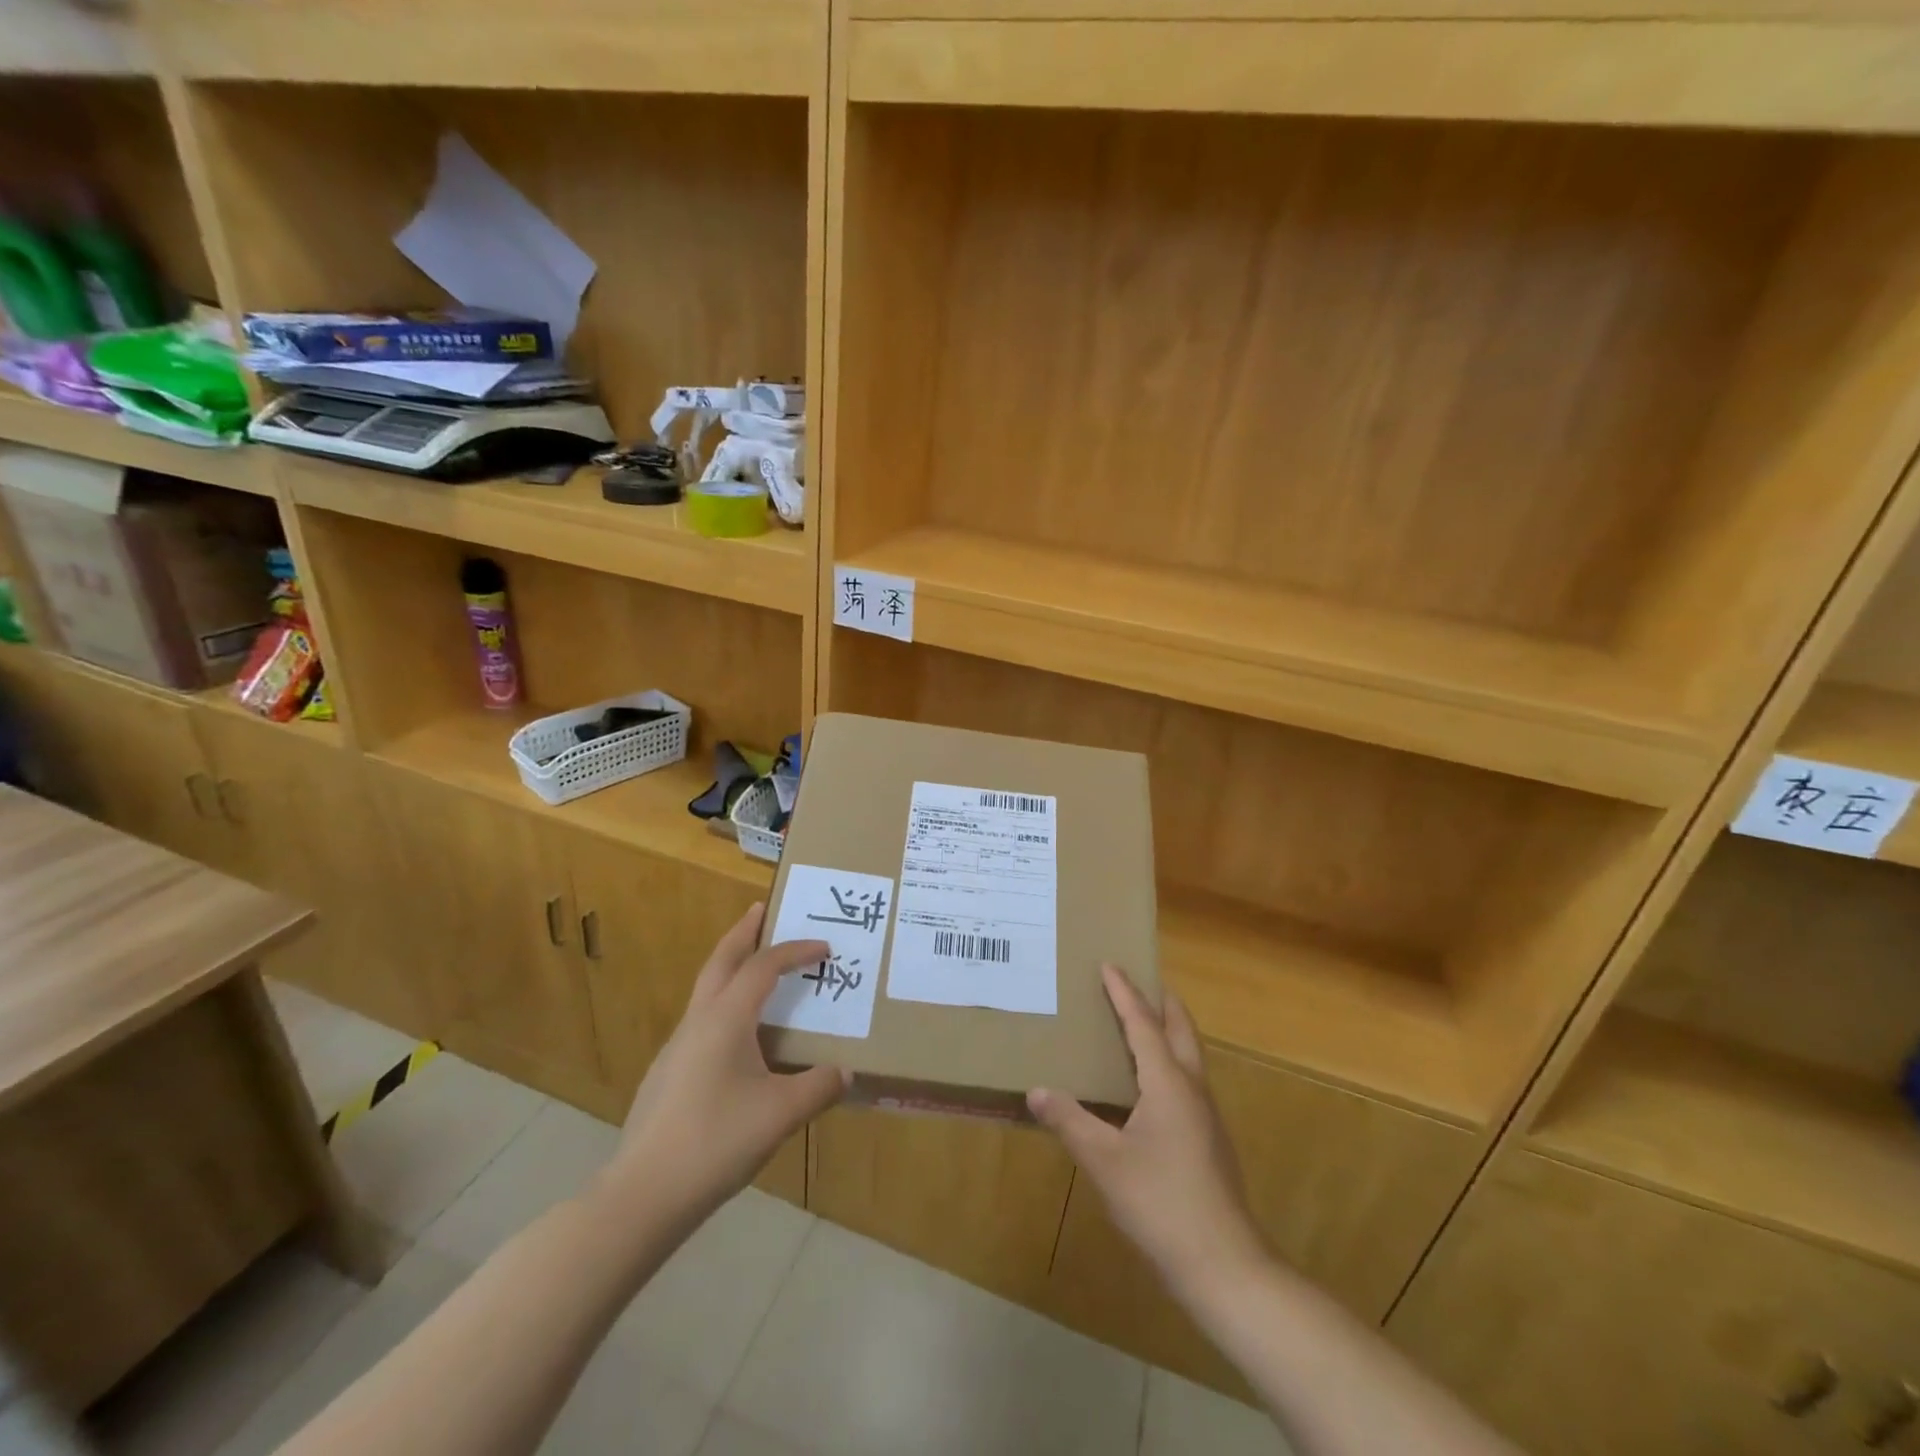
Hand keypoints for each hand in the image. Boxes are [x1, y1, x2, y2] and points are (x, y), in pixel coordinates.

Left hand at [603, 904, 846, 1220]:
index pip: (763, 966)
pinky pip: (703, 1020)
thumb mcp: (781, 1114)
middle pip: (721, 960)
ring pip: (707, 990)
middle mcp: (698, 1021)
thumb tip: (846, 1073)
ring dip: (732, 968)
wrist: (643, 1193)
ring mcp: (677, 1047)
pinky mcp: (668, 1073)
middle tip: (761, 910)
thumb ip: (819, 1087)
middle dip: (743, 932)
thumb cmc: (716, 1140)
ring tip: (757, 969)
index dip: (795, 951)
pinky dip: (725, 1004)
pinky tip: (739, 1037)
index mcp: (726, 1018)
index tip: (824, 948)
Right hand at [1029, 965, 1265, 1297]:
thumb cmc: (1161, 1204)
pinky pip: (1188, 1079)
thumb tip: (1037, 1091)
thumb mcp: (1104, 1162)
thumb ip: (1070, 1122)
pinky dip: (1170, 1060)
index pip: (1143, 1024)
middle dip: (1161, 1001)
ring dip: (1168, 1030)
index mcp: (1168, 1083)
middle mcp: (1192, 1088)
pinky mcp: (1209, 1139)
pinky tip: (1149, 1084)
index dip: (1124, 993)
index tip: (1110, 964)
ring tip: (1142, 1023)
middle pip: (1180, 1029)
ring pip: (1189, 1055)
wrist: (1225, 1265)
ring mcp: (1206, 1115)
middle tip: (1138, 980)